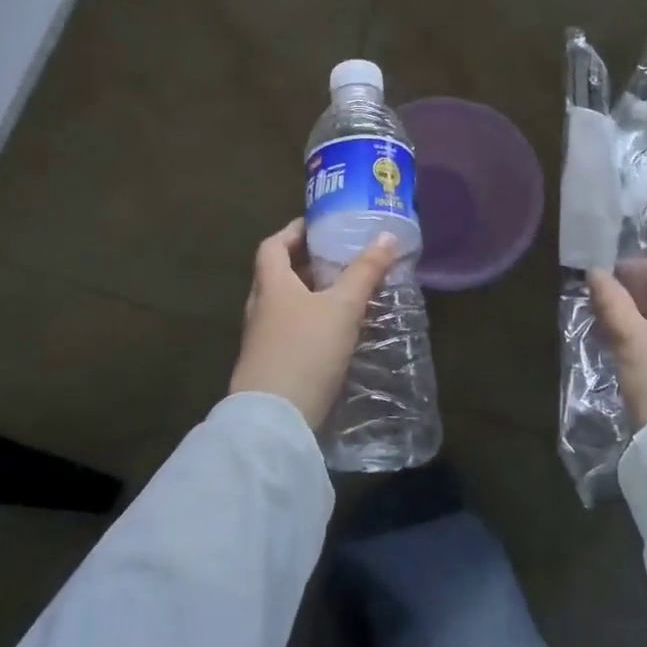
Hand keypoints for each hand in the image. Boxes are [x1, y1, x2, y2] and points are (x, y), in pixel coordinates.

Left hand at [229, 219, 401, 427]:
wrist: (274, 420)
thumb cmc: (306, 350)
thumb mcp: (343, 308)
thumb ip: (365, 272)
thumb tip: (387, 235)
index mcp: (271, 285)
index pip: (273, 245)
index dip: (293, 231)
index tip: (319, 226)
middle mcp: (260, 307)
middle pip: (277, 274)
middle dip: (306, 262)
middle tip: (339, 257)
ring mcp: (261, 339)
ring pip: (284, 304)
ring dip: (309, 294)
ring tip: (343, 292)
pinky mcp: (269, 365)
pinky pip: (288, 330)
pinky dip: (309, 321)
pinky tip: (333, 332)